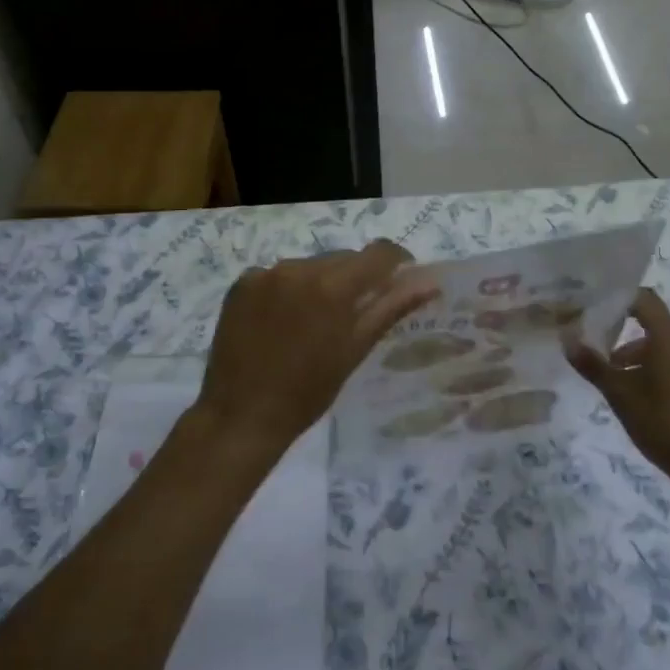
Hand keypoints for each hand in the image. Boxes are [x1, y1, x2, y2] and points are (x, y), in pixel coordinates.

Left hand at [194, 241, 437, 459]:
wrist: (241, 416)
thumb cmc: (307, 392)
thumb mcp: (354, 351)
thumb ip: (390, 309)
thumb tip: (428, 282)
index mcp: (332, 286)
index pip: (378, 253)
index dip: (397, 262)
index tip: (402, 279)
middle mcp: (298, 268)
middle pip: (343, 258)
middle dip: (356, 277)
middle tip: (356, 311)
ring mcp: (265, 273)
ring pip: (310, 265)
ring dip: (321, 282)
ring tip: (314, 320)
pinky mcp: (241, 283)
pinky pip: (277, 274)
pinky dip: (287, 289)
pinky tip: (282, 320)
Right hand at [565, 288, 669, 494]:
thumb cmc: (665, 425)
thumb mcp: (621, 396)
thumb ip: (594, 366)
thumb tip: (568, 340)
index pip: (645, 300)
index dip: (619, 298)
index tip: (594, 306)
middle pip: (655, 326)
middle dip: (623, 336)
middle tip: (597, 352)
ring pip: (667, 350)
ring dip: (640, 358)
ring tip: (616, 383)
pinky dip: (659, 372)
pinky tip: (644, 402)